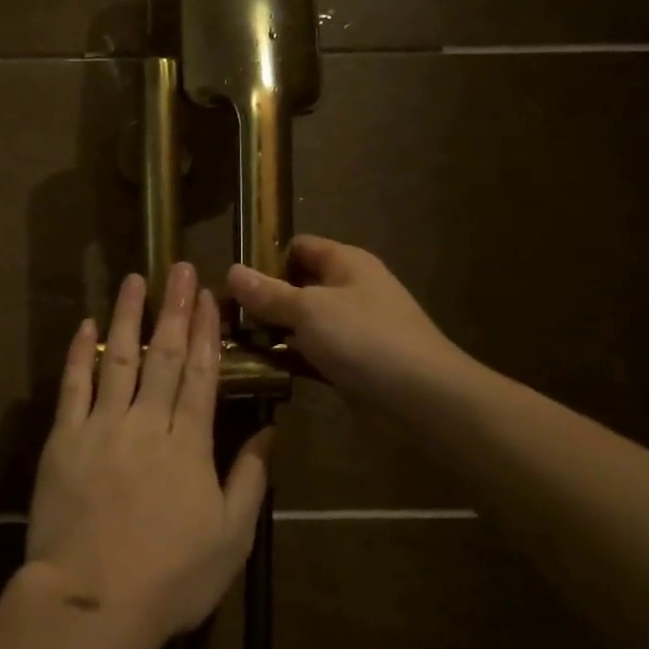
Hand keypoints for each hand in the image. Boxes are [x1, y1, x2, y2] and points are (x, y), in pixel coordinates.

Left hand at [27, 264, 275, 643]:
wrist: (93, 602)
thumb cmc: (171, 578)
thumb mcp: (230, 538)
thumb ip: (250, 480)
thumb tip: (269, 433)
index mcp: (190, 445)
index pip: (203, 375)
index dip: (207, 332)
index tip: (209, 296)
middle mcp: (148, 423)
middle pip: (166, 356)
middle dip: (175, 309)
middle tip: (180, 268)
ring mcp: (103, 426)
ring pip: (119, 358)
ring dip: (129, 316)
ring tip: (135, 280)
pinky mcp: (65, 438)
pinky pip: (74, 385)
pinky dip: (80, 351)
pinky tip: (87, 323)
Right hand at [226, 236, 463, 412]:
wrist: (424, 401)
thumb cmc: (365, 340)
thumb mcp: (308, 310)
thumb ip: (268, 293)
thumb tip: (231, 270)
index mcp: (346, 263)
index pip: (298, 247)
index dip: (265, 259)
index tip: (231, 283)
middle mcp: (349, 291)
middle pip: (297, 286)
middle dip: (262, 301)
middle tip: (223, 319)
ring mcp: (352, 330)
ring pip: (302, 324)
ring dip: (272, 334)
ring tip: (230, 346)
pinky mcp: (351, 365)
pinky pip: (312, 355)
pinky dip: (289, 360)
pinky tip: (259, 370)